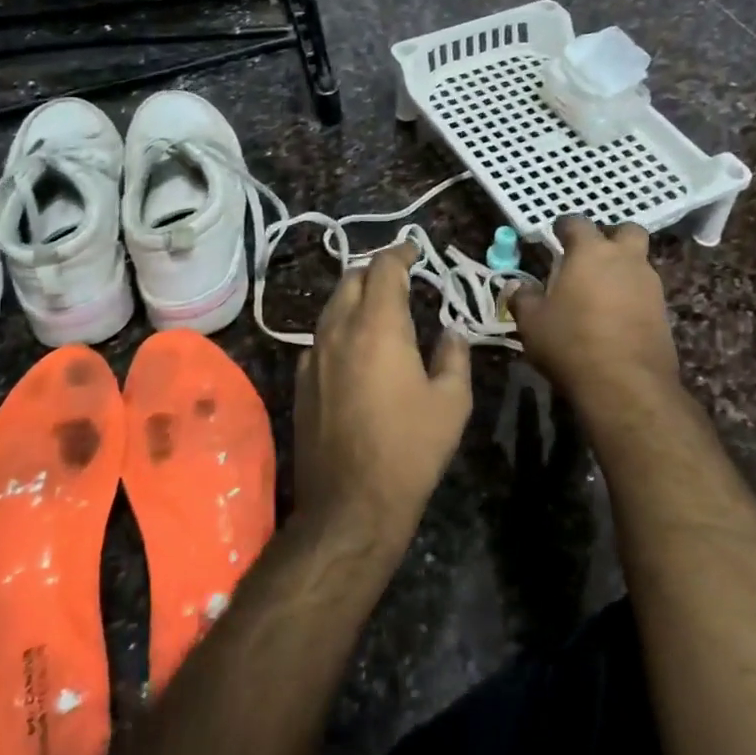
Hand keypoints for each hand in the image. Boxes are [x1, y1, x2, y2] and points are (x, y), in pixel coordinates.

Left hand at [293, 242, 472, 544]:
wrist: (351, 503)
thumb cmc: (410, 449)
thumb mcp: (452, 402)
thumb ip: (454, 356)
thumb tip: (450, 332)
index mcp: (378, 327)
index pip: (384, 269)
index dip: (400, 253)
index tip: (415, 251)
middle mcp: (338, 331)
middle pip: (350, 279)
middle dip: (375, 270)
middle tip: (400, 278)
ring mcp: (313, 357)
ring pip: (331, 308)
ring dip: (355, 298)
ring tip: (379, 308)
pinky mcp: (300, 382)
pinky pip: (320, 338)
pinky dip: (340, 328)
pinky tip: (355, 348)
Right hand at [508, 216, 679, 404]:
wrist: (626, 384)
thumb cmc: (571, 343)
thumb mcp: (532, 322)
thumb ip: (524, 298)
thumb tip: (517, 286)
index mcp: (590, 252)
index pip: (577, 222)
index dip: (564, 226)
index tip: (555, 235)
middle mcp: (625, 260)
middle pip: (626, 231)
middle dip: (610, 237)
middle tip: (591, 256)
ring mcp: (650, 285)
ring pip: (639, 262)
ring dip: (622, 268)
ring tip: (599, 291)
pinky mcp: (663, 312)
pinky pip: (645, 292)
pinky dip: (631, 296)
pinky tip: (615, 317)